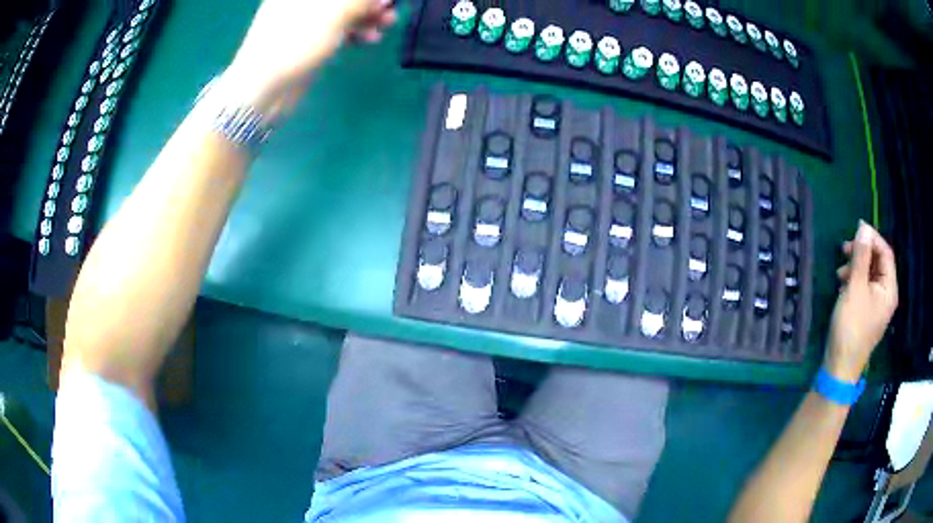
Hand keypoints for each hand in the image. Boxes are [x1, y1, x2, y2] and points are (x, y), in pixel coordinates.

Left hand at [224, 0, 395, 115]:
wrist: (263, 89)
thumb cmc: (296, 42)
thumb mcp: (335, 12)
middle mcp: (300, 0)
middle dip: (368, 1)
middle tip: (389, 9)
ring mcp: (301, 20)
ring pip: (341, 11)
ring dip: (367, 16)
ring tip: (386, 25)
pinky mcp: (305, 40)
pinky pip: (336, 28)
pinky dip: (354, 31)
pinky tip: (369, 39)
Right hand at [825, 221, 897, 381]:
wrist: (840, 368)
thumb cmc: (851, 327)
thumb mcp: (855, 288)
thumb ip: (861, 256)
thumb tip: (864, 227)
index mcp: (889, 289)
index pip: (886, 253)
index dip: (872, 238)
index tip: (855, 229)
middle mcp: (886, 295)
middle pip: (878, 263)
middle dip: (862, 253)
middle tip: (844, 250)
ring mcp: (877, 305)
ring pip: (869, 275)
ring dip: (856, 267)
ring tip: (839, 273)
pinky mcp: (867, 313)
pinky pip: (864, 288)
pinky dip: (854, 281)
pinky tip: (842, 286)